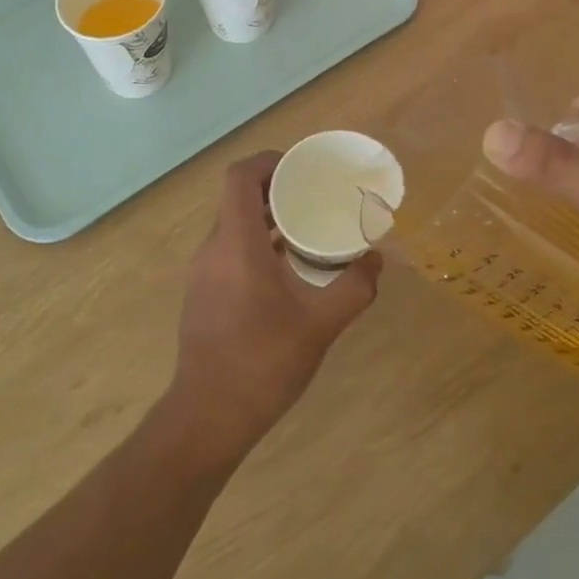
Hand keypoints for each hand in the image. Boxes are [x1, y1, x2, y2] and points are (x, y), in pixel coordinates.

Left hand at [166, 152, 383, 460]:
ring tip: (306, 228)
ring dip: (265, 217)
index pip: (240, 176)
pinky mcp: (203, 293)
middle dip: (274, 188)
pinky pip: (228, 250)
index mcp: (237, 244)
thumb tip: (376, 260)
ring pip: (232, 225)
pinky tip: (286, 268)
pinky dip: (255, 243)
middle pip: (237, 197)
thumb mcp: (320, 325)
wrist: (208, 416)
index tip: (301, 169)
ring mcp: (203, 273)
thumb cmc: (263, 362)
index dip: (269, 161)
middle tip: (314, 196)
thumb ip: (354, 289)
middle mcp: (213, 249)